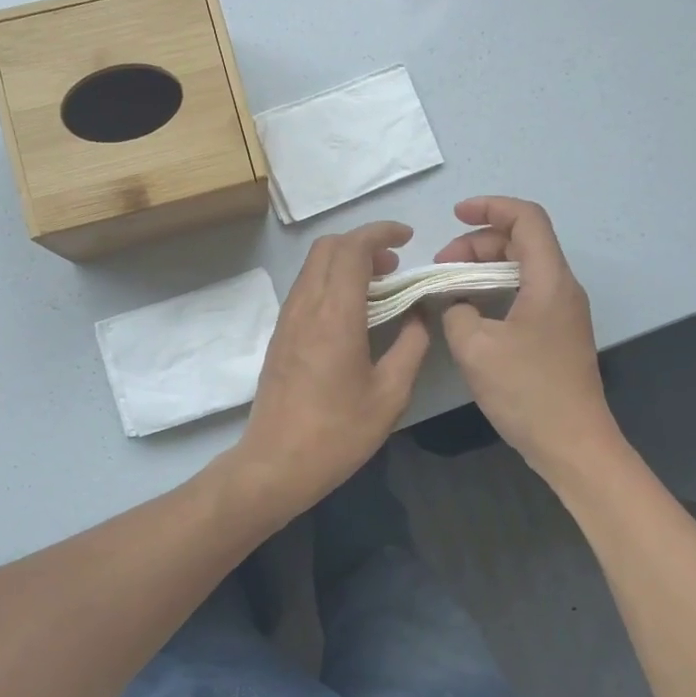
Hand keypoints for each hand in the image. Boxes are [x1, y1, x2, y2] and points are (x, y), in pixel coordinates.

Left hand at [230, 221, 429, 523]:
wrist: (276, 463)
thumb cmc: (338, 432)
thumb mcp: (390, 394)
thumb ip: (411, 346)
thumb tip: (419, 315)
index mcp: (335, 315)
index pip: (353, 249)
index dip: (381, 233)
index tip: (408, 238)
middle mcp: (305, 307)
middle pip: (328, 247)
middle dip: (363, 242)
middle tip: (395, 265)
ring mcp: (287, 320)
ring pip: (313, 266)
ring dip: (345, 262)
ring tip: (379, 286)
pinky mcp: (280, 335)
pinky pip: (305, 288)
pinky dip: (331, 281)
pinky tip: (353, 311)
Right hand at [434, 197, 621, 478]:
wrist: (572, 443)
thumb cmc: (527, 391)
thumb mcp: (476, 348)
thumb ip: (456, 311)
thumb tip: (455, 302)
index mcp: (549, 280)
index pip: (526, 218)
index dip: (491, 207)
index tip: (454, 215)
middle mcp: (562, 288)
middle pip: (522, 241)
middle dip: (478, 242)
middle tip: (441, 265)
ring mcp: (562, 312)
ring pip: (522, 268)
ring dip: (485, 267)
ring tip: (450, 285)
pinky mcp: (556, 334)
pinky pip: (525, 293)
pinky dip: (495, 289)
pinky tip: (470, 310)